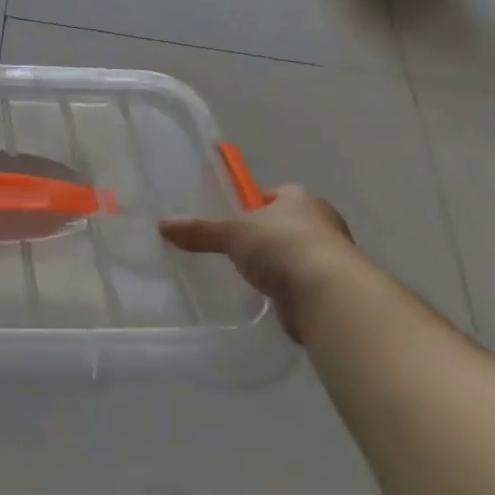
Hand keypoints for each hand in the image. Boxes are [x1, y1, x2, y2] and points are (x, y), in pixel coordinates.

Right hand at [159, 186, 359, 341]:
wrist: (326, 294)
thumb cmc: (281, 246)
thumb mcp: (232, 233)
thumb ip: (200, 231)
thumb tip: (162, 225)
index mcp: (300, 199)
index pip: (277, 195)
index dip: (257, 205)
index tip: (238, 219)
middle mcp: (321, 223)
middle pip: (289, 225)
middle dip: (268, 237)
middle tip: (239, 249)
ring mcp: (331, 257)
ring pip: (297, 255)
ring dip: (280, 266)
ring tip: (250, 277)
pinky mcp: (332, 290)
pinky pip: (302, 285)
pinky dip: (288, 292)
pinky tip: (268, 300)